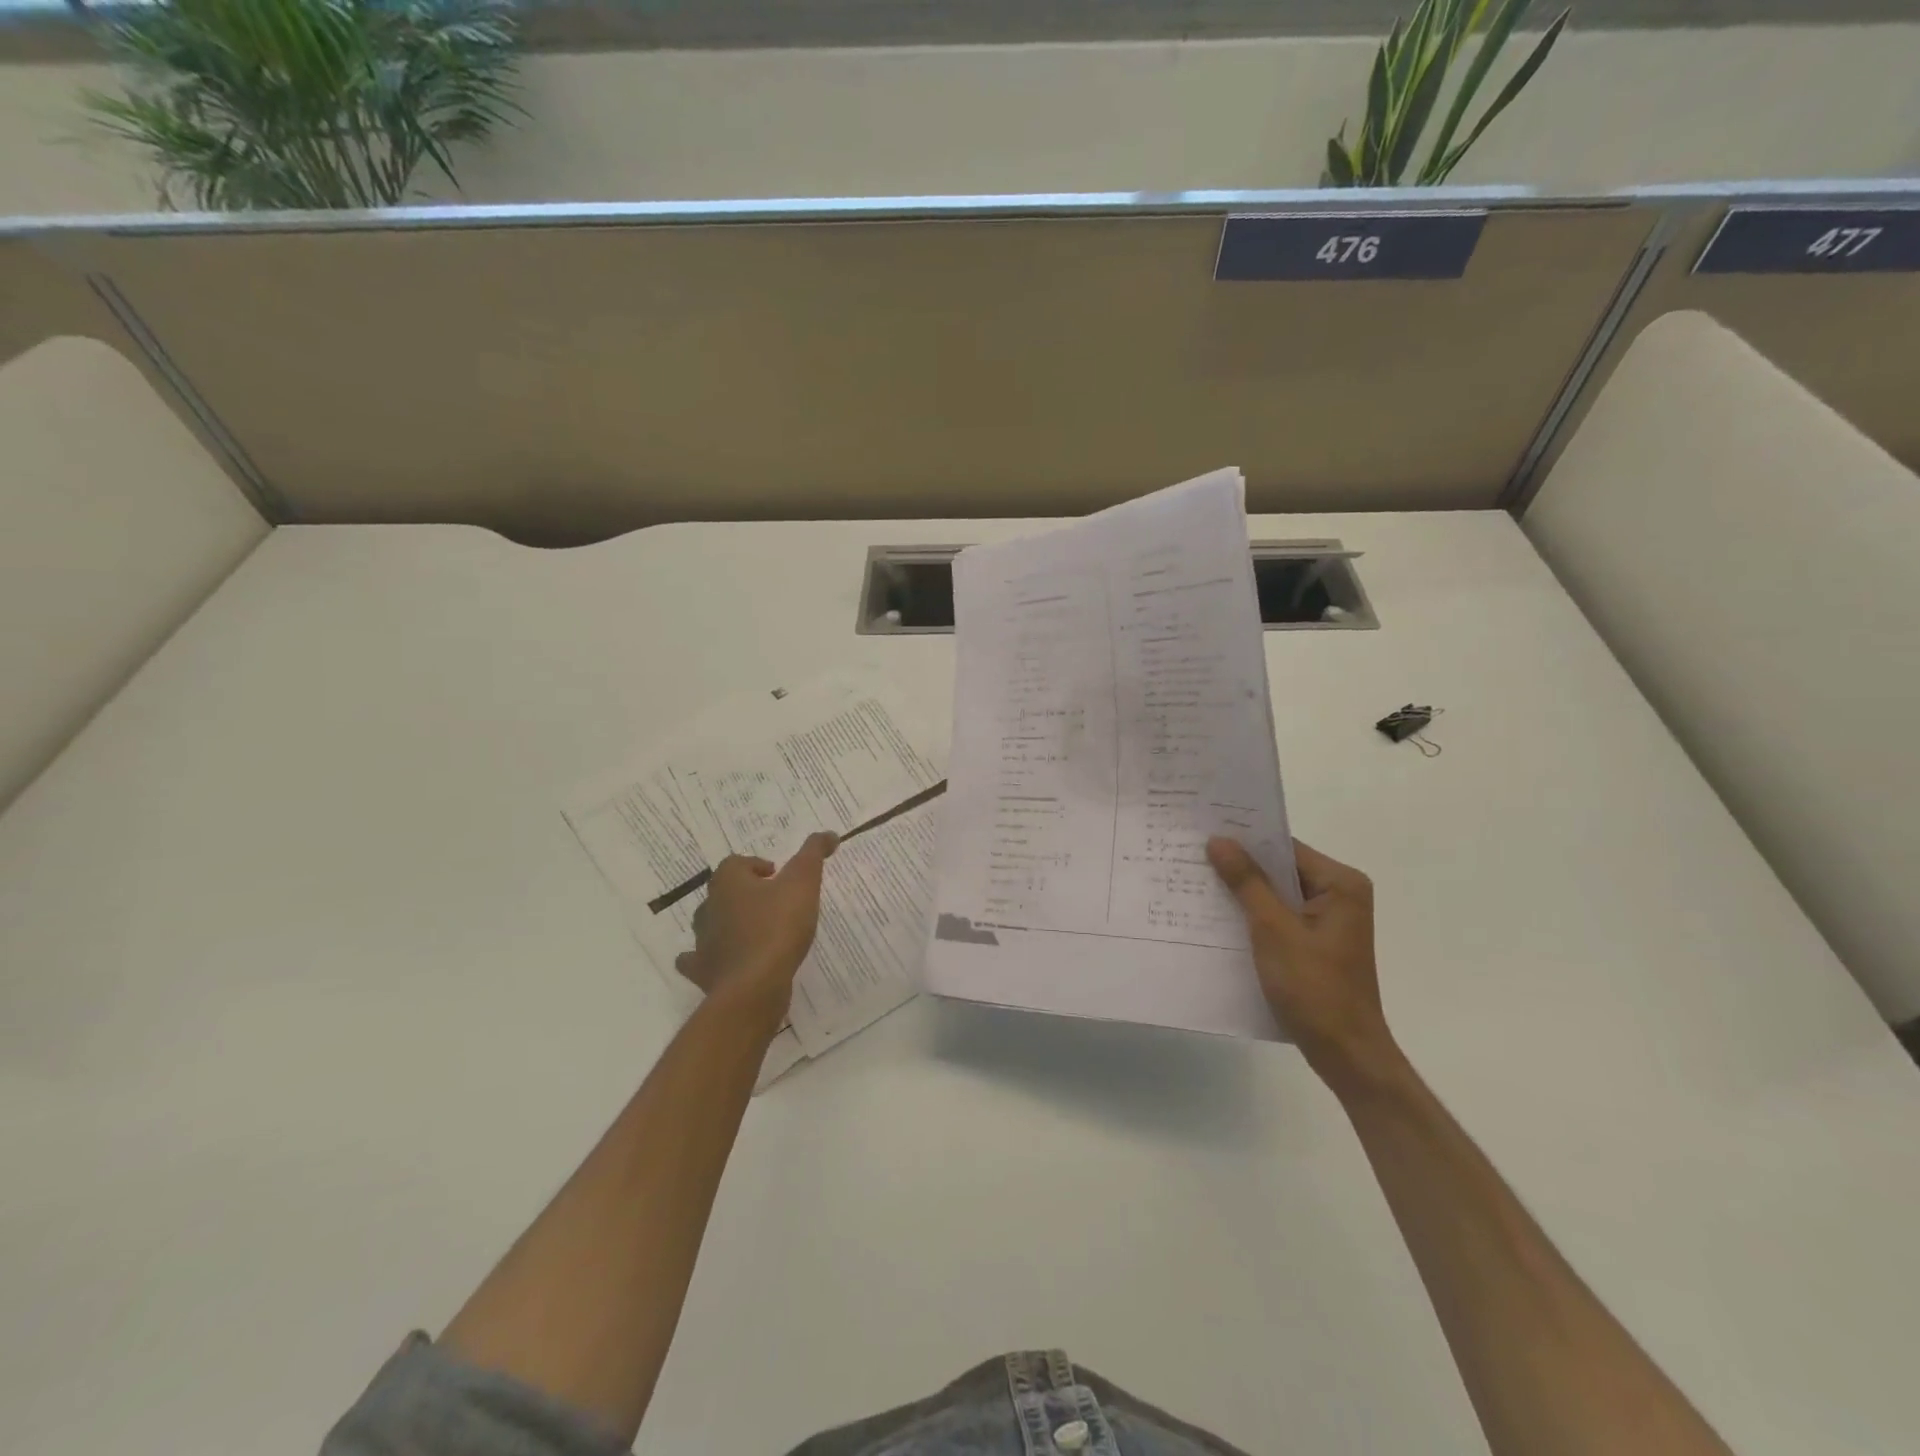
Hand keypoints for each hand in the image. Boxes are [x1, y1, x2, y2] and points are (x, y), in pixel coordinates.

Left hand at [676, 832, 836, 1017]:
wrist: (754, 985)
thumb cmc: (778, 927)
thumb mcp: (803, 882)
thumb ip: (814, 854)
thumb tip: (829, 834)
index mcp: (728, 881)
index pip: (738, 863)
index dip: (758, 866)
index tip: (779, 878)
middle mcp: (709, 906)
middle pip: (724, 891)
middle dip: (745, 894)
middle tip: (773, 903)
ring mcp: (702, 941)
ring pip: (711, 923)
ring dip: (729, 923)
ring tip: (757, 932)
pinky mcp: (703, 971)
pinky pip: (699, 959)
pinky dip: (709, 957)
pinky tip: (725, 961)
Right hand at [1207, 836, 1398, 1090]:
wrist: (1345, 1053)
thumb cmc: (1314, 987)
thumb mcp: (1273, 930)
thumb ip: (1247, 882)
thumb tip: (1219, 840)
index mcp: (1340, 884)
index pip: (1285, 847)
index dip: (1245, 840)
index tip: (1203, 832)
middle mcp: (1339, 895)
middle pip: (1281, 869)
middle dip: (1240, 866)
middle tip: (1192, 854)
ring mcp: (1328, 921)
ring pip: (1277, 893)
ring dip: (1243, 891)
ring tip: (1196, 881)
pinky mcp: (1316, 943)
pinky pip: (1279, 916)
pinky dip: (1253, 915)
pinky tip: (1218, 916)